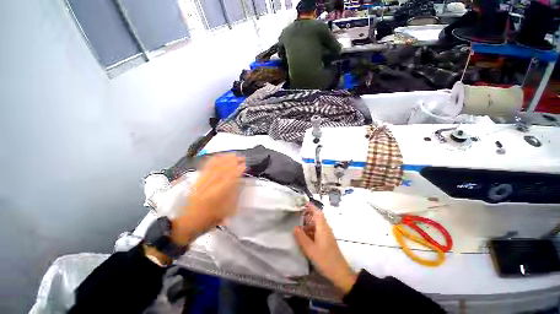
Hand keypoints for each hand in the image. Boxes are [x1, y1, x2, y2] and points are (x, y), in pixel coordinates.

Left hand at [171, 154, 244, 245]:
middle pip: (221, 170)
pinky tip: (218, 156)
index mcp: (215, 197)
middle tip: (240, 157)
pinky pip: (204, 168)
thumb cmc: (207, 221)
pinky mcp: (195, 181)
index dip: (237, 170)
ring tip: (232, 154)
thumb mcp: (225, 212)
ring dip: (223, 159)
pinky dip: (212, 160)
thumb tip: (240, 182)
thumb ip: (233, 196)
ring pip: (212, 167)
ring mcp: (199, 183)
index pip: (228, 179)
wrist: (185, 224)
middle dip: (232, 162)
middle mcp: (206, 187)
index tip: (244, 165)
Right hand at [294, 204, 357, 293]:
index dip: (310, 206)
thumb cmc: (325, 260)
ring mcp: (327, 235)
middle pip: (316, 217)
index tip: (302, 203)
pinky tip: (304, 236)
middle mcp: (325, 229)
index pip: (317, 212)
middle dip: (307, 214)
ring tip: (298, 226)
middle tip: (296, 215)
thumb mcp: (310, 249)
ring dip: (308, 223)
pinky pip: (318, 231)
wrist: (340, 274)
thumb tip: (294, 227)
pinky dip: (311, 230)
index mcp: (322, 227)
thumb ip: (301, 237)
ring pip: (317, 224)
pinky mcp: (327, 241)